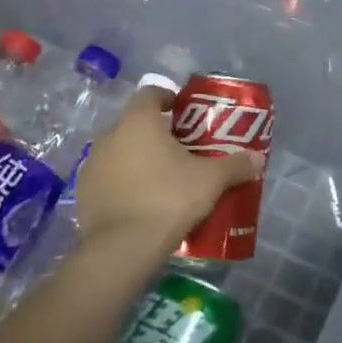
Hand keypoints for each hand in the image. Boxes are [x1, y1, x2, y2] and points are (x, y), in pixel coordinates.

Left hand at [74, 87, 263, 267]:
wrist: (123, 248)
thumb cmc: (169, 199)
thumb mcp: (211, 181)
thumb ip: (235, 166)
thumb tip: (258, 159)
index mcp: (138, 122)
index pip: (149, 94)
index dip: (167, 98)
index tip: (183, 111)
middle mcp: (109, 136)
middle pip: (134, 124)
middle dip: (155, 133)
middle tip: (180, 150)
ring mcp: (91, 166)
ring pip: (119, 152)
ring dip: (137, 159)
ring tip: (161, 178)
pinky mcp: (83, 194)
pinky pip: (107, 179)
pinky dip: (122, 183)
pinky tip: (141, 202)